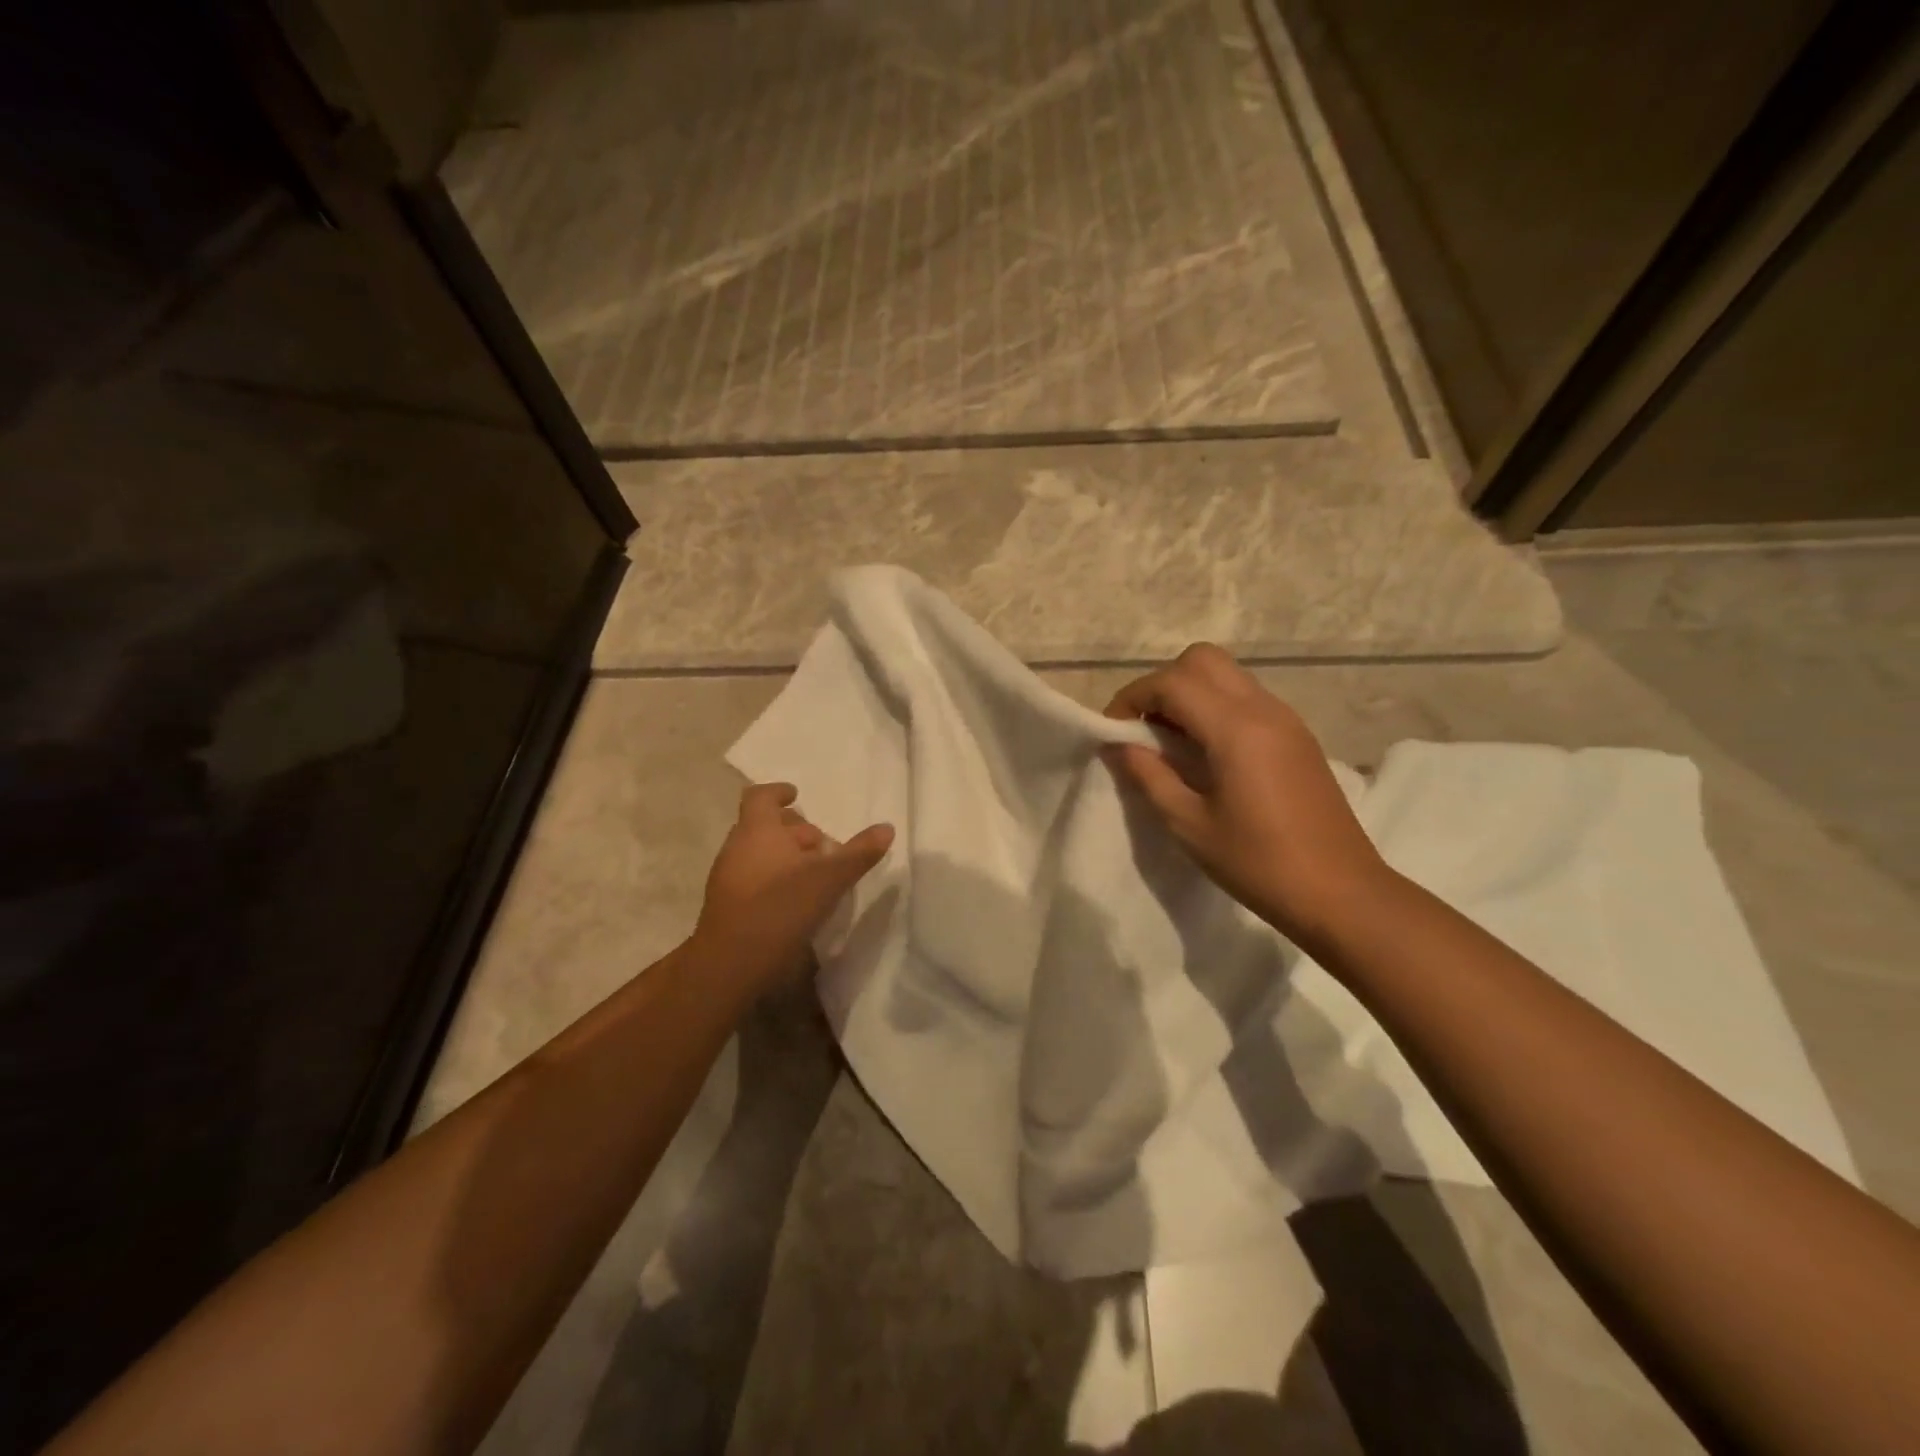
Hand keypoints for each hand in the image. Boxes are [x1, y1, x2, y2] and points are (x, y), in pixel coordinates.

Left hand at [693, 782, 893, 994]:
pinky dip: (774, 877)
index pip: (761, 797)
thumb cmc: (781, 907)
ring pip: (757, 853)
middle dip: (792, 830)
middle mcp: (737, 847)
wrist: (731, 963)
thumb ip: (859, 852)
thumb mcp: (829, 878)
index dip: (779, 792)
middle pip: (761, 825)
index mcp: (757, 830)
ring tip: (814, 873)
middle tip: (821, 843)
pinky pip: (752, 877)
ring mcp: (727, 877)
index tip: (797, 795)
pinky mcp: (726, 905)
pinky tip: (796, 899)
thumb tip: (887, 828)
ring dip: (784, 855)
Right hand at [1105, 644, 1389, 945]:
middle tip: (1143, 728)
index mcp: (1236, 728)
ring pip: (1227, 675)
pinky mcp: (1297, 736)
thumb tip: (1117, 745)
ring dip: (1189, 694)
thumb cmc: (1258, 863)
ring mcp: (1286, 720)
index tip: (1112, 730)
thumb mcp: (1188, 824)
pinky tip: (1205, 754)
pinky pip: (1246, 698)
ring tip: (1170, 742)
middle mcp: (1264, 709)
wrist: (1341, 894)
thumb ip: (1148, 775)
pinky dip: (1214, 708)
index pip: (1172, 683)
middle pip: (1202, 660)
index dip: (1132, 698)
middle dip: (1162, 684)